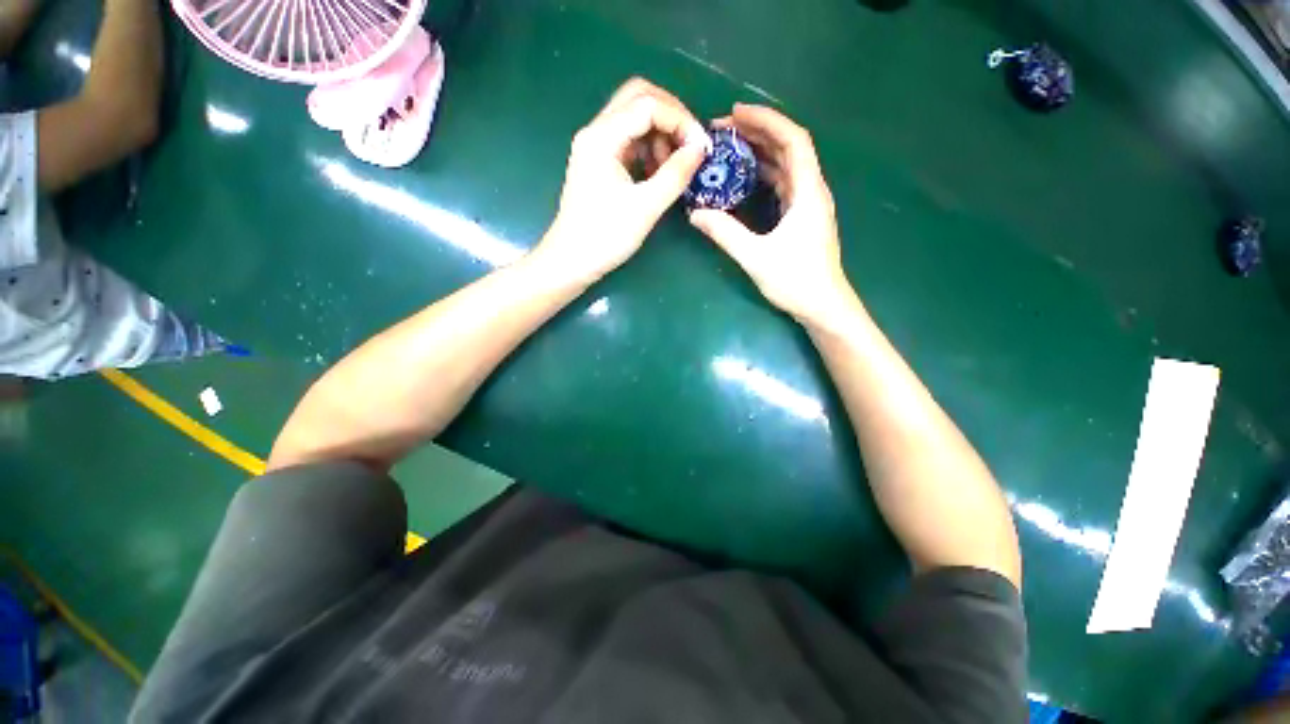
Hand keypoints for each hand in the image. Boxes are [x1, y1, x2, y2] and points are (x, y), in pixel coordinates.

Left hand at [535, 78, 709, 284]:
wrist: (571, 261)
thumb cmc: (605, 237)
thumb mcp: (645, 207)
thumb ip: (675, 174)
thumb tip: (700, 149)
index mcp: (602, 137)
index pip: (648, 104)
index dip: (680, 119)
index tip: (701, 147)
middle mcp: (596, 132)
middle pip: (638, 98)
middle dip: (671, 116)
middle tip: (691, 144)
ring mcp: (596, 147)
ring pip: (634, 119)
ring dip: (660, 134)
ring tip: (675, 165)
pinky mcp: (600, 164)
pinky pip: (629, 142)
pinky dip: (649, 149)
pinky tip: (659, 172)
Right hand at [689, 104, 854, 326]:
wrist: (823, 306)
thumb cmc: (796, 281)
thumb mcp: (756, 257)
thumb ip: (725, 233)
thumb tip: (695, 213)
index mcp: (808, 192)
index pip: (793, 140)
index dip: (766, 121)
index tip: (735, 114)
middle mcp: (812, 190)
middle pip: (789, 147)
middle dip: (757, 133)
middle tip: (723, 131)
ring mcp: (808, 204)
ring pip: (786, 166)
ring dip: (760, 153)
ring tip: (729, 148)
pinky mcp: (802, 217)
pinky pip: (783, 184)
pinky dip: (763, 174)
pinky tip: (744, 177)